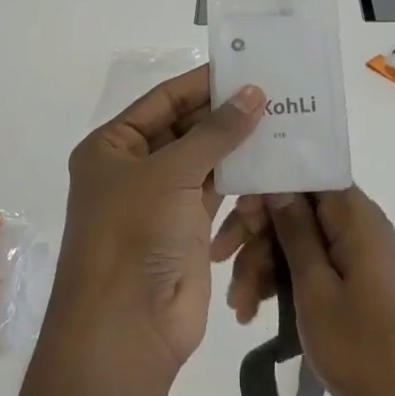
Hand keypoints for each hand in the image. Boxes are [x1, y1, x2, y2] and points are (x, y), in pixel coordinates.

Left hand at [47, 67, 265, 388]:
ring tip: (282, 121)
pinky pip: (217, 193)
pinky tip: (273, 162)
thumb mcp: (171, 172)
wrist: (127, 328)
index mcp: (112, 147)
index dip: (201, 84)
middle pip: (185, 129)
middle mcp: (134, 169)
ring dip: (236, 147)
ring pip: (204, 161)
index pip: (162, 101)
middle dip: (224, 115)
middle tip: (274, 94)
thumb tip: (254, 93)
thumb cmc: (135, 235)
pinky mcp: (187, 230)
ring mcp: (161, 201)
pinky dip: (241, 180)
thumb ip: (216, 132)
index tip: (245, 68)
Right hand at [215, 188, 394, 395]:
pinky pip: (309, 266)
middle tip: (219, 263)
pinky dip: (281, 283)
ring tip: (240, 308)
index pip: (305, 176)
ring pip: (296, 241)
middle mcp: (357, 226)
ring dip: (262, 266)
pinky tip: (254, 313)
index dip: (266, 188)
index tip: (236, 217)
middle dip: (255, 236)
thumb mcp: (315, 287)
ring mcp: (356, 255)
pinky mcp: (352, 281)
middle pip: (295, 209)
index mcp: (355, 216)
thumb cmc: (361, 346)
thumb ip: (294, 231)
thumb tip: (277, 185)